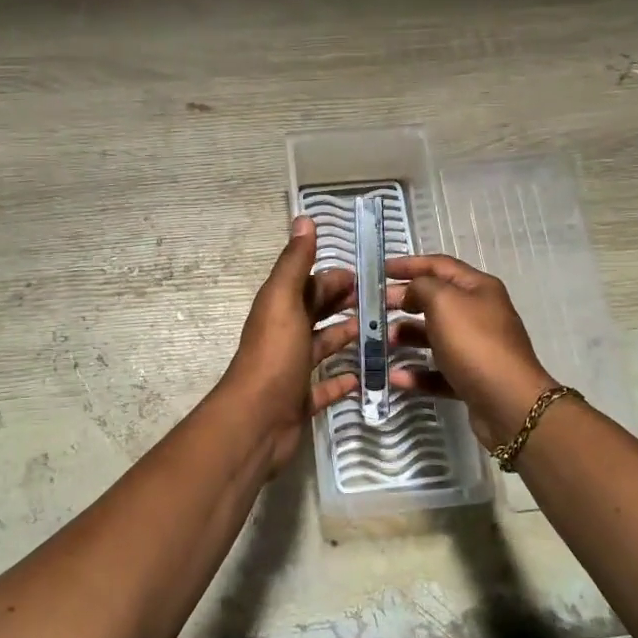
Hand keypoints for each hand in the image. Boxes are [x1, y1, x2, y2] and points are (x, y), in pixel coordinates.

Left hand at [225, 216, 359, 472]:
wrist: (257, 420)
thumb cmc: (274, 356)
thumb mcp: (284, 301)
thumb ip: (295, 263)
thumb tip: (303, 218)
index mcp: (279, 309)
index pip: (308, 285)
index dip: (334, 277)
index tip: (369, 275)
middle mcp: (284, 335)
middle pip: (316, 313)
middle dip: (343, 303)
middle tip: (381, 302)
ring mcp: (291, 370)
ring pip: (322, 346)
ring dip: (346, 337)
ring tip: (381, 333)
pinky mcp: (300, 400)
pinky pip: (324, 387)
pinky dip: (341, 381)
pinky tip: (362, 377)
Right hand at [386, 254, 557, 448]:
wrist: (508, 402)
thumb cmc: (474, 343)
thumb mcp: (444, 302)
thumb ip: (421, 287)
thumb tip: (412, 291)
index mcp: (478, 288)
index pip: (439, 265)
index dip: (409, 264)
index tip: (379, 270)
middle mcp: (479, 314)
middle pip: (435, 300)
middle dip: (403, 301)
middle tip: (373, 307)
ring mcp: (476, 348)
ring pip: (434, 336)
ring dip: (406, 336)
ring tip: (381, 341)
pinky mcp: (471, 378)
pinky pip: (437, 371)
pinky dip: (416, 372)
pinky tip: (394, 377)